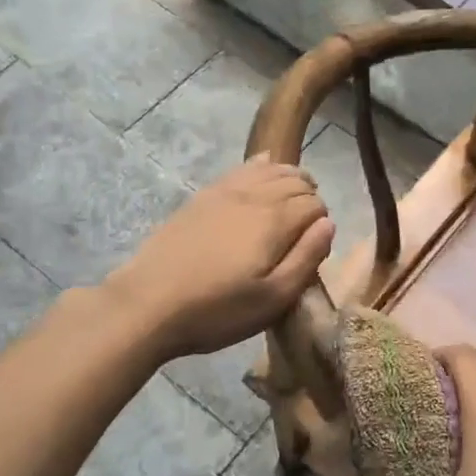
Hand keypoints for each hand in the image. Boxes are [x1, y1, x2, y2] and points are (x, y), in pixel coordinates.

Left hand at [109, 158, 334, 361]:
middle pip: (296, 181)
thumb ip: (307, 259)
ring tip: (293, 199)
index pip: (316, 205)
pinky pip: (241, 168)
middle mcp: (254, 196)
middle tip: (305, 229)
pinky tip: (263, 168)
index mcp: (275, 221)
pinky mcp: (202, 196)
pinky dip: (261, 166)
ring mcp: (225, 191)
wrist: (147, 304)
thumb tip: (328, 225)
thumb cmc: (216, 310)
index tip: (314, 249)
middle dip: (310, 198)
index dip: (322, 224)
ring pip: (270, 169)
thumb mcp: (273, 299)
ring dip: (290, 178)